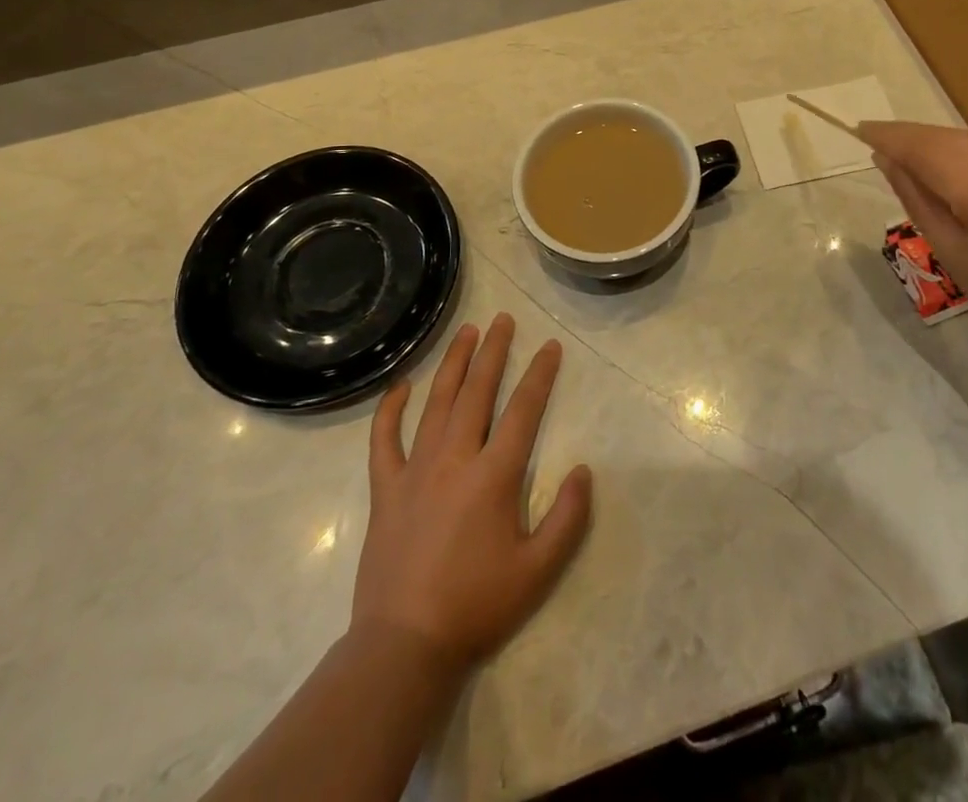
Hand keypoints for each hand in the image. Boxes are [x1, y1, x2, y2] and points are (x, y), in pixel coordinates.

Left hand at [352, 313, 592, 674]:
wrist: (404, 646)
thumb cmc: (477, 605)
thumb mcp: (539, 570)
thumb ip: (568, 518)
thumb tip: (583, 469)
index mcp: (494, 476)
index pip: (523, 410)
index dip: (539, 374)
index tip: (550, 346)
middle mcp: (455, 459)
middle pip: (477, 392)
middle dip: (494, 352)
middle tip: (503, 320)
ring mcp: (415, 470)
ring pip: (436, 403)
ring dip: (453, 364)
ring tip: (466, 332)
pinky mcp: (385, 488)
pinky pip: (384, 439)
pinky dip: (391, 409)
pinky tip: (401, 385)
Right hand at [859, 121, 967, 354]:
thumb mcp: (948, 248)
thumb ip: (915, 196)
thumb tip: (885, 159)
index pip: (925, 149)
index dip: (890, 137)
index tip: (859, 129)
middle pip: (946, 137)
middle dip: (908, 136)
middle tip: (873, 137)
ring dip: (933, 141)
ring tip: (901, 149)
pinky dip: (961, 149)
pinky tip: (943, 160)